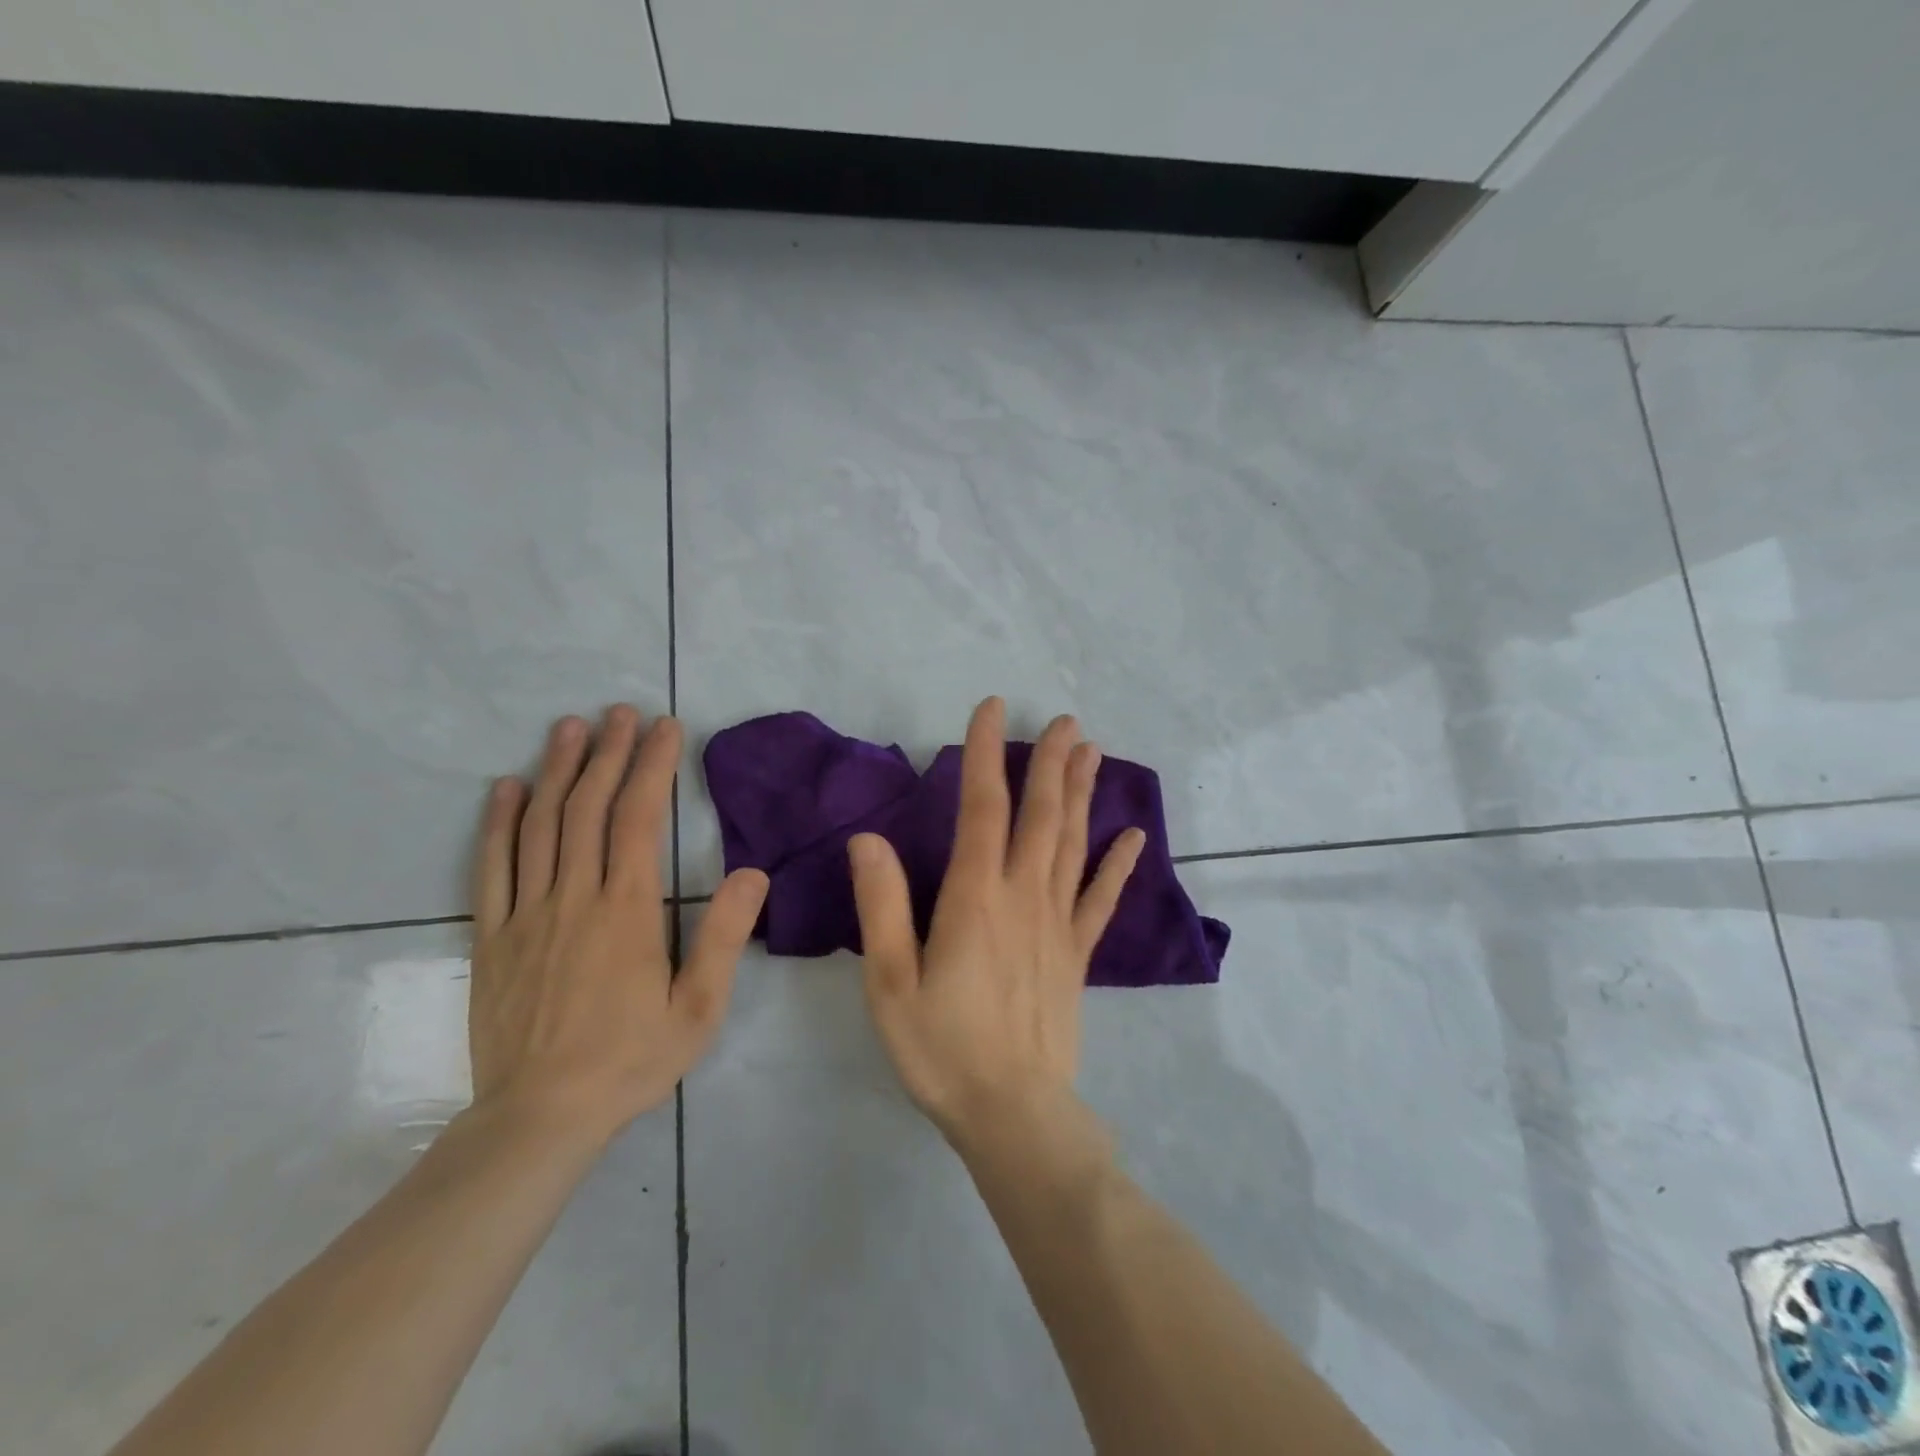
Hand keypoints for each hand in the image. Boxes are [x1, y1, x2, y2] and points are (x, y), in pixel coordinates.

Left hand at [469, 706, 768, 1142]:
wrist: (539, 1118)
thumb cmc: (630, 1061)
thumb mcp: (698, 1008)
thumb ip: (723, 937)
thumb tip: (752, 873)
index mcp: (628, 911)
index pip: (640, 818)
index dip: (653, 766)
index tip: (665, 727)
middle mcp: (575, 898)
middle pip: (589, 809)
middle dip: (609, 753)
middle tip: (621, 712)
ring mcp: (526, 914)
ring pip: (540, 826)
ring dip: (557, 770)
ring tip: (571, 727)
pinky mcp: (491, 937)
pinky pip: (492, 867)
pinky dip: (499, 822)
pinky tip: (508, 788)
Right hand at [848, 698, 1146, 1147]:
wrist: (1012, 1114)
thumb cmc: (941, 1048)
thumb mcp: (891, 982)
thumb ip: (883, 906)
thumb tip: (868, 839)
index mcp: (975, 898)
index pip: (982, 808)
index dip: (987, 754)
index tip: (993, 709)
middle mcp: (1024, 897)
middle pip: (1041, 816)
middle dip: (1050, 763)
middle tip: (1066, 720)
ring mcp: (1058, 924)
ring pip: (1073, 844)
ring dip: (1082, 794)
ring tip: (1091, 752)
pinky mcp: (1078, 954)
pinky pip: (1101, 900)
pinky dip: (1118, 865)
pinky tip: (1133, 836)